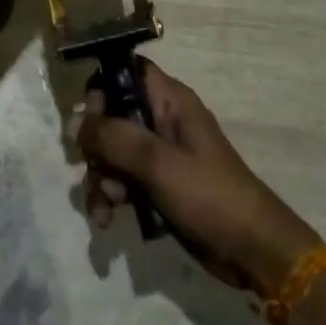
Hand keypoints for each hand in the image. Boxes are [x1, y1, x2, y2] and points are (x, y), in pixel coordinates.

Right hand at [72, 60, 320, 292]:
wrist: (251, 252)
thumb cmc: (208, 195)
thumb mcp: (158, 163)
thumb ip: (115, 137)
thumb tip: (74, 120)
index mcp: (169, 100)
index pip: (126, 72)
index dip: (103, 89)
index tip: (91, 120)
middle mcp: (162, 120)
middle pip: (112, 115)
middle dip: (97, 146)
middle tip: (96, 169)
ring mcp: (160, 155)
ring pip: (113, 152)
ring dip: (100, 177)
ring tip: (104, 208)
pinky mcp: (158, 185)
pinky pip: (122, 180)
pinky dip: (111, 196)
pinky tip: (107, 221)